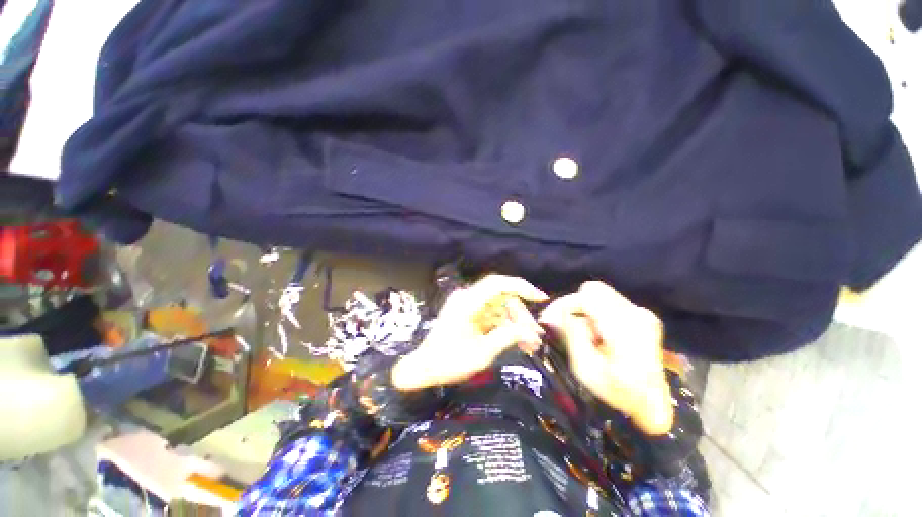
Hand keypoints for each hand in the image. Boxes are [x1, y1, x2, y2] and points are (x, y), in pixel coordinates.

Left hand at [391, 275, 547, 390]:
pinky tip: (519, 342)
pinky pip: (494, 315)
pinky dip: (506, 326)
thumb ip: (507, 337)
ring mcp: (469, 305)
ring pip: (501, 307)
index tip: (541, 298)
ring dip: (516, 323)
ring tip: (530, 346)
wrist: (424, 368)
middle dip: (521, 316)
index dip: (521, 287)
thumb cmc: (449, 362)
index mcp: (467, 303)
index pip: (497, 284)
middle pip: (503, 298)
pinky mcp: (471, 313)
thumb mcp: (482, 354)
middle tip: (536, 338)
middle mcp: (468, 298)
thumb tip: (531, 332)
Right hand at [539, 281, 673, 434]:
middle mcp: (637, 313)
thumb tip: (556, 313)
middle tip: (563, 325)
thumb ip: (571, 335)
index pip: (588, 294)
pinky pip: (609, 303)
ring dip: (585, 310)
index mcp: (625, 326)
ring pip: (600, 295)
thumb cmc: (618, 392)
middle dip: (574, 305)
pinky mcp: (642, 316)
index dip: (565, 302)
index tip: (551, 319)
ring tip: (582, 334)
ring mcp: (643, 313)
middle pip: (594, 290)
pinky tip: (595, 334)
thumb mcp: (586, 369)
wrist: (653, 406)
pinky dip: (596, 313)